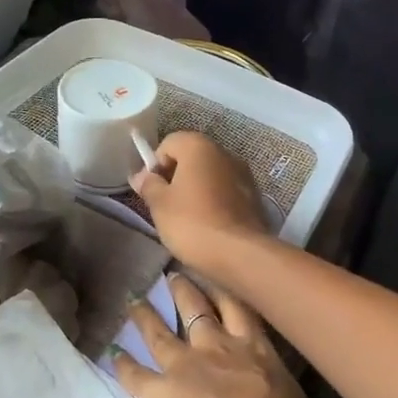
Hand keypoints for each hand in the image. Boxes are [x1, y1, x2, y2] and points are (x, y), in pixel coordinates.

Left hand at [114, 273, 332, 397]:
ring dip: (146, 316)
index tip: (216, 269)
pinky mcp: (159, 391)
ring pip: (160, 332)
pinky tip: (110, 354)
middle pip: (197, 308)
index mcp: (256, 350)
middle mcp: (217, 347)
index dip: (226, 288)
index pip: (241, 308)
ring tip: (134, 300)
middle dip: (184, 290)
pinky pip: (135, 375)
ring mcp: (185, 365)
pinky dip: (122, 365)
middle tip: (172, 275)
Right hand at [130, 132, 270, 270]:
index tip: (151, 190)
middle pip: (191, 157)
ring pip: (210, 175)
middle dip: (175, 177)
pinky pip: (226, 191)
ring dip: (196, 189)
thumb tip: (142, 176)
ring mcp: (244, 173)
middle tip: (166, 205)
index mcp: (199, 147)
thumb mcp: (160, 205)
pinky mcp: (255, 196)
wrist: (241, 254)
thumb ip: (148, 185)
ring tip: (187, 218)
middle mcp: (224, 152)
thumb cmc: (193, 223)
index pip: (169, 143)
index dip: (155, 165)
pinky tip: (208, 225)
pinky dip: (215, 201)